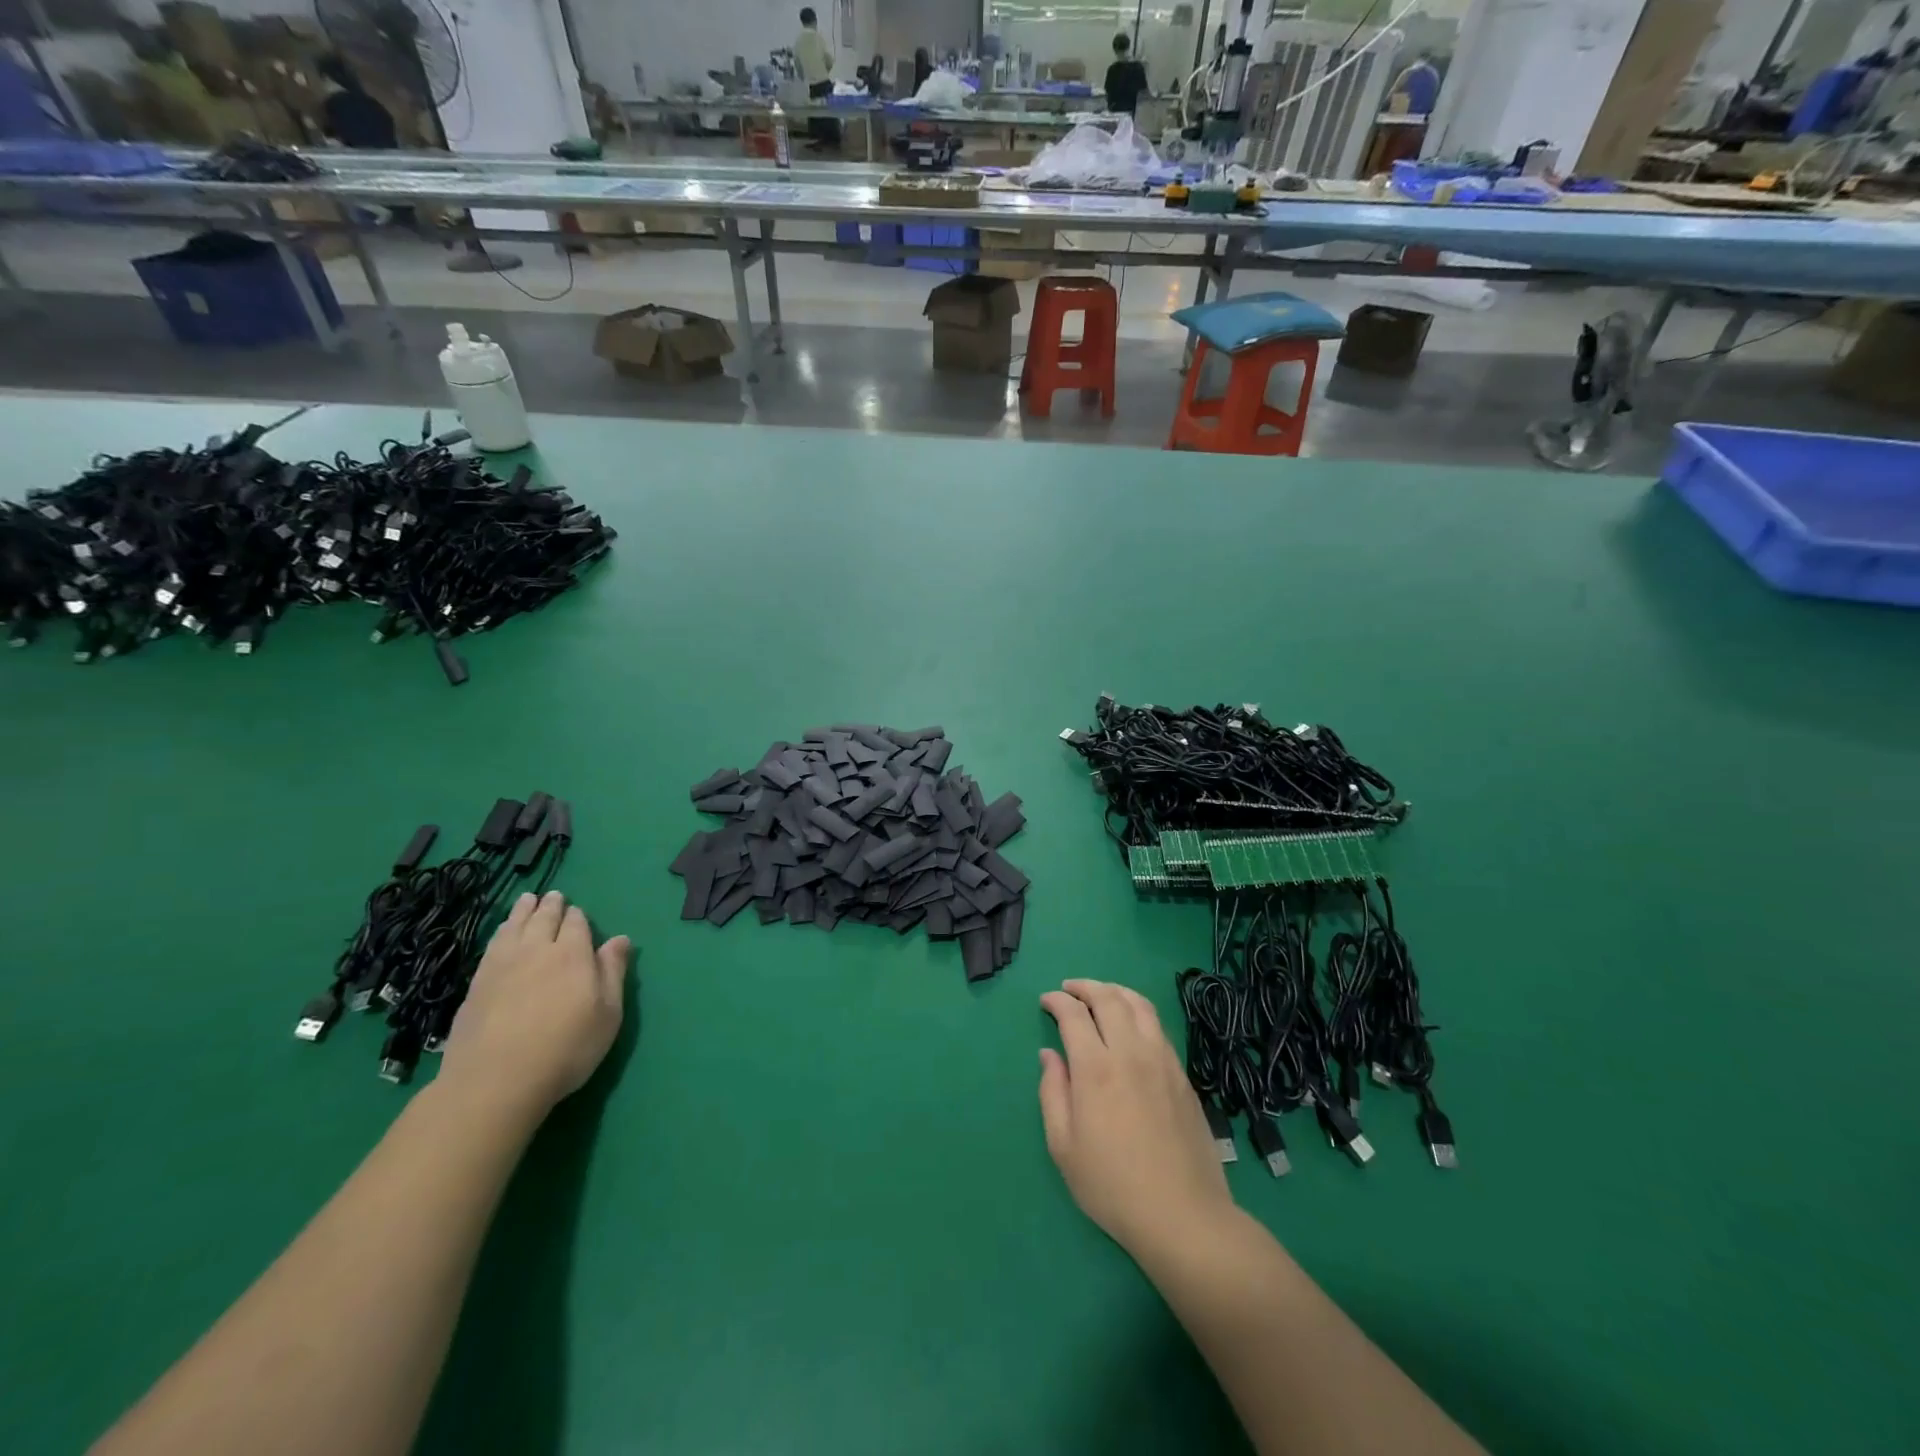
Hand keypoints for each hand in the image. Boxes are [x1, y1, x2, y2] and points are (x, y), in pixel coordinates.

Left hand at [440, 891, 629, 1119]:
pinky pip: (492, 945)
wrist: (495, 1082)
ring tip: (526, 900)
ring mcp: (501, 966)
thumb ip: (613, 972)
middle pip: (544, 919)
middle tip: (552, 896)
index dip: (578, 917)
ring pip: (514, 927)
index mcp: (573, 955)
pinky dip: (501, 932)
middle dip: (551, 906)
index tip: (577, 912)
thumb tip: (620, 939)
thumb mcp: (607, 1014)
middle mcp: (537, 951)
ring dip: (522, 911)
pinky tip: (502, 934)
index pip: (577, 924)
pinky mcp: (476, 985)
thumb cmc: (565, 1049)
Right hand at [1039, 979, 1235, 1256]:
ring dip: (1115, 990)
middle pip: (1108, 998)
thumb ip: (1053, 1093)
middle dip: (1084, 986)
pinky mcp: (1182, 1074)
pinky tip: (1131, 1024)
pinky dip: (1138, 1011)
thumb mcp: (1064, 1147)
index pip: (1073, 1015)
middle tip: (1069, 989)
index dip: (1057, 1001)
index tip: (1046, 1001)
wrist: (1183, 1215)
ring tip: (1101, 994)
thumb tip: (1049, 1055)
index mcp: (1095, 1069)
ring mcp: (1161, 1060)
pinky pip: (1158, 1026)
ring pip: (1139, 1004)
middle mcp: (1130, 1052)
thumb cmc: (1112, 1186)